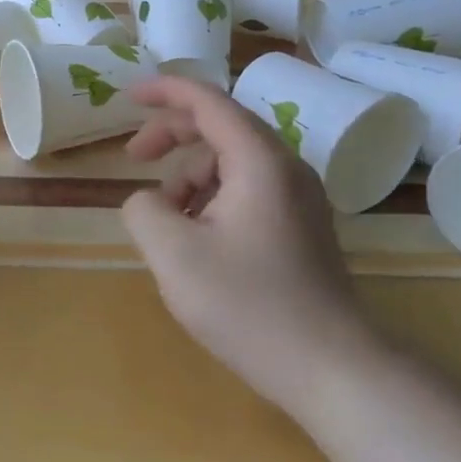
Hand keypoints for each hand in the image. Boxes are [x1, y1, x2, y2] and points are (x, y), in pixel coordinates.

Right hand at [121, 75, 378, 414]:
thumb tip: (148, 201)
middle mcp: (285, 168)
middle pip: (219, 126)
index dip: (164, 90)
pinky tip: (196, 239)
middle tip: (133, 158)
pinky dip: (211, 198)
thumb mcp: (173, 255)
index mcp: (259, 161)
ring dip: (189, 176)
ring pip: (231, 162)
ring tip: (167, 221)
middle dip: (170, 135)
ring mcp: (298, 198)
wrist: (333, 371)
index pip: (207, 100)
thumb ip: (143, 209)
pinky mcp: (300, 226)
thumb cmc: (249, 306)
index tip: (127, 96)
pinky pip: (246, 189)